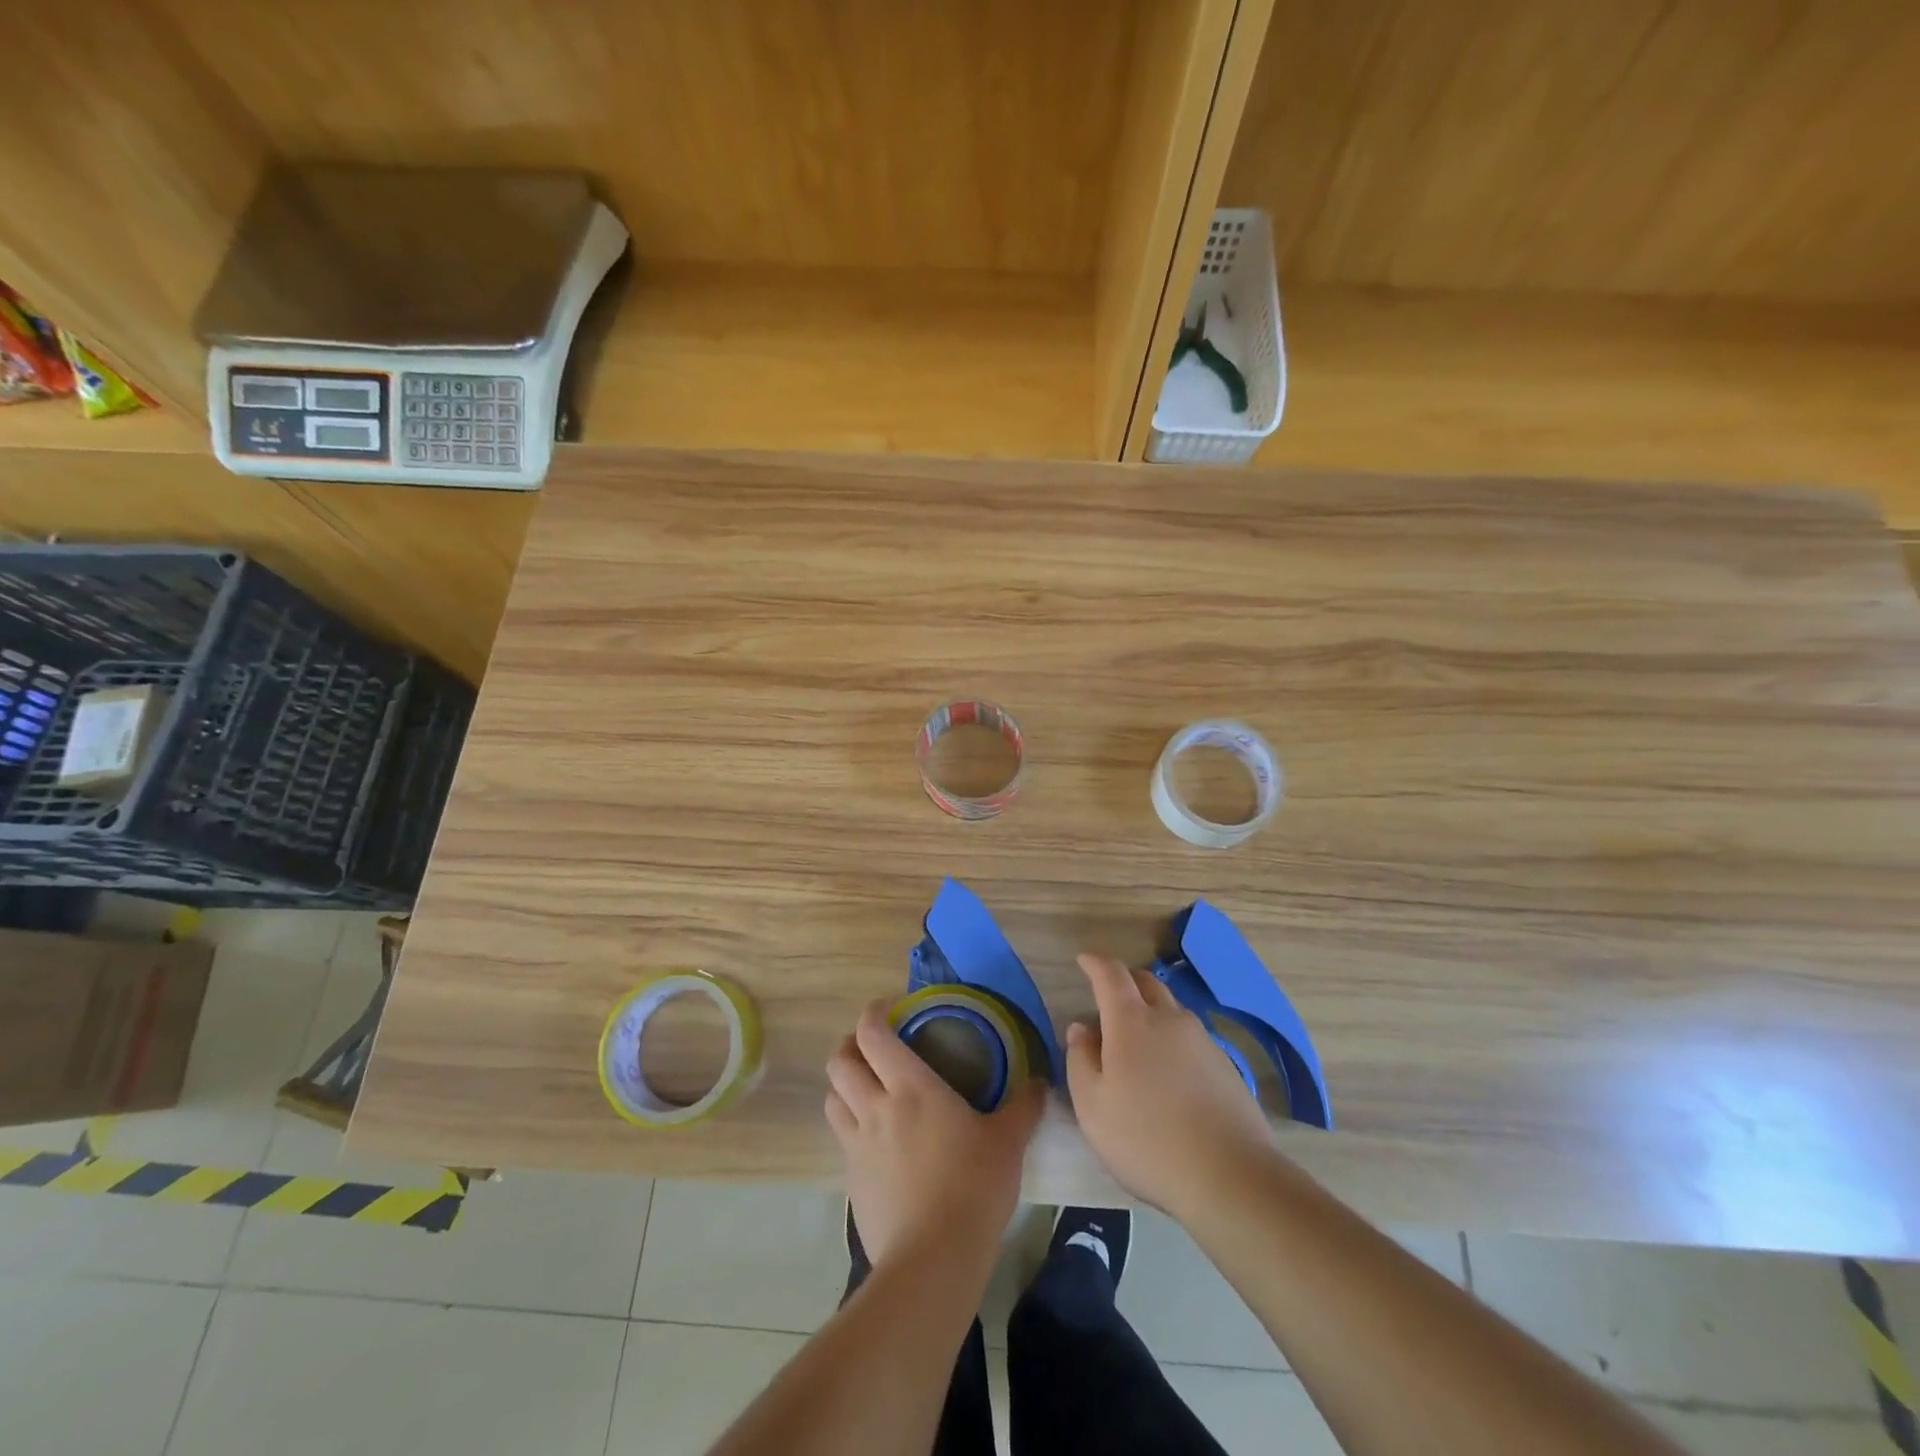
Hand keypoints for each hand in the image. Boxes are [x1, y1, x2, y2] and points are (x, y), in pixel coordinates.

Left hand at [825, 1001, 1043, 1269]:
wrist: (933, 1260)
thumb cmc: (973, 1187)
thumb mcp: (1008, 1142)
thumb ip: (1023, 1107)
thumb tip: (1039, 1081)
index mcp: (910, 1087)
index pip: (872, 1034)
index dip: (872, 1014)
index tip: (886, 1008)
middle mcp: (875, 1107)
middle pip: (840, 1062)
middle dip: (849, 1047)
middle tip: (871, 1049)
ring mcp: (857, 1145)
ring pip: (832, 1099)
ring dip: (843, 1086)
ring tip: (865, 1089)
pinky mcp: (851, 1181)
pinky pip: (841, 1139)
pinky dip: (850, 1127)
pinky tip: (875, 1141)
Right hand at [1067, 953, 1275, 1220]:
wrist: (1230, 1176)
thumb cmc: (1147, 1140)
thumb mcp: (1093, 1106)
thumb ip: (1080, 1059)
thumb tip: (1081, 1028)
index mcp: (1131, 1022)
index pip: (1111, 974)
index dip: (1095, 962)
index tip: (1083, 960)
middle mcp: (1169, 1019)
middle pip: (1146, 983)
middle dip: (1124, 981)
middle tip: (1107, 996)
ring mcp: (1202, 1040)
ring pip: (1171, 1009)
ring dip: (1150, 1011)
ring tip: (1137, 1040)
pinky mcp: (1225, 1064)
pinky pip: (1190, 1037)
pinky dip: (1172, 1039)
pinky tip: (1169, 1073)